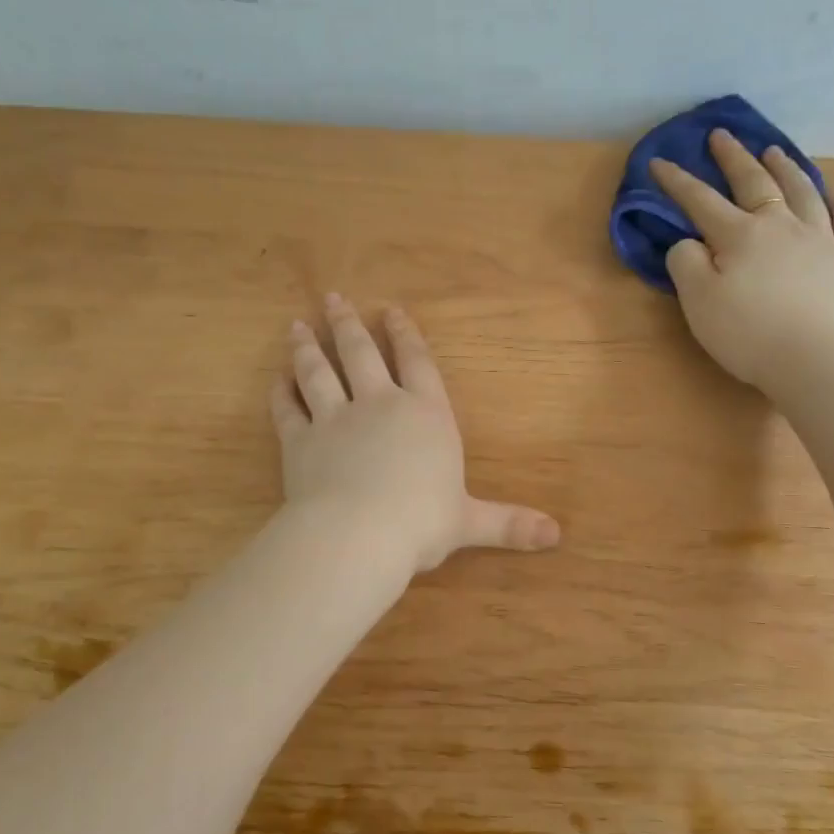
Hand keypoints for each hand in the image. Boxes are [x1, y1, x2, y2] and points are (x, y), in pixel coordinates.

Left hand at [270, 296, 559, 571]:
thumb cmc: (422, 523)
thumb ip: (509, 523)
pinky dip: (281, 394)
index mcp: (425, 415)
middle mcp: (379, 405)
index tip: (392, 310)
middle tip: (332, 298)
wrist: (358, 534)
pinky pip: (287, 410)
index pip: (417, 363)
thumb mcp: (470, 522)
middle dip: (348, 324)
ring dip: (308, 347)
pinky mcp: (299, 441)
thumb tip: (556, 535)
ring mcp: (335, 420)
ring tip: (297, 326)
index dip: (406, 334)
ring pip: (318, 372)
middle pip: (361, 354)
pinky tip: (276, 379)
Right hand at [651, 130, 833, 395]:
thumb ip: (686, 264)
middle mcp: (782, 226)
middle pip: (755, 182)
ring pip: (803, 192)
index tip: (658, 162)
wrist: (817, 362)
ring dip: (786, 168)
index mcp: (740, 235)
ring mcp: (822, 240)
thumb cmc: (748, 335)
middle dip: (733, 158)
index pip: (700, 200)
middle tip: (722, 136)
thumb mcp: (698, 302)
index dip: (677, 181)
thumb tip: (689, 242)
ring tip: (775, 151)